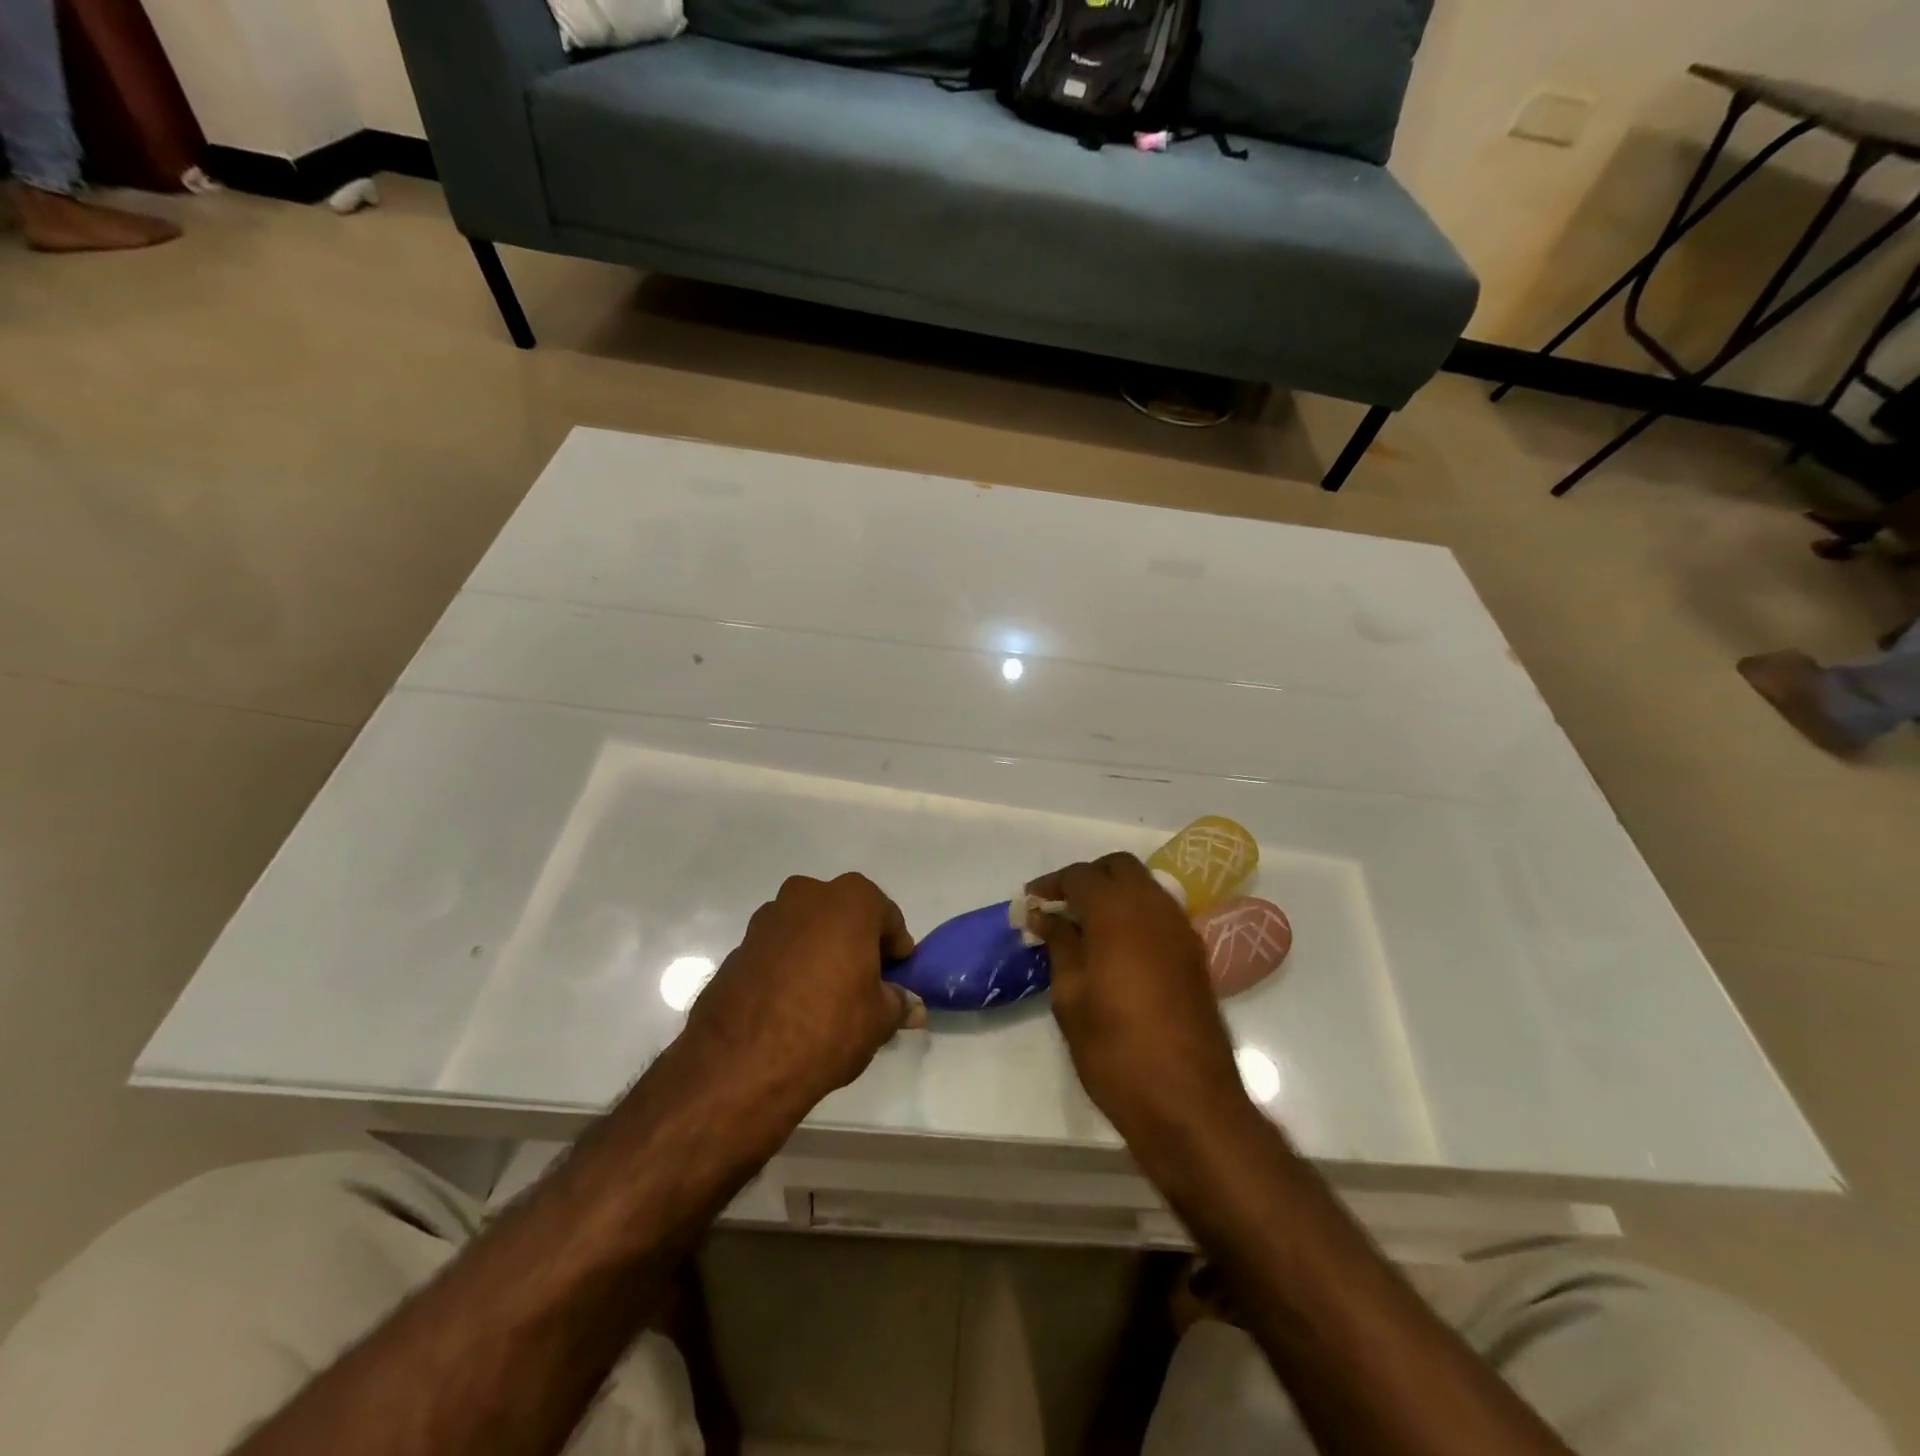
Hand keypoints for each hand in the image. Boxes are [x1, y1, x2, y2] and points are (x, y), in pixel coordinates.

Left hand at [681, 874, 924, 1114]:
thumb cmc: (828, 1026)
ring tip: (826, 994)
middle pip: (844, 914)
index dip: (896, 946)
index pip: (886, 916)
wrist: (741, 1063)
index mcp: (850, 901)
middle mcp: (807, 896)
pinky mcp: (739, 947)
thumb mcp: (878, 1020)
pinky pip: (778, 949)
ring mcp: (767, 919)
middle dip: (856, 941)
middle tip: (864, 981)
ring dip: (820, 949)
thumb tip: (912, 1006)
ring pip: (807, 928)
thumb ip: (898, 1003)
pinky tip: (793, 1002)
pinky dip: (790, 964)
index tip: (898, 975)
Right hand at [1026, 854, 1247, 1145]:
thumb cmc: (1115, 1049)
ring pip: (1144, 886)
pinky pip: (1160, 913)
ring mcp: (1180, 929)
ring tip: (1084, 927)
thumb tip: (1045, 915)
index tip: (1031, 902)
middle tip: (1060, 907)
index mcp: (1118, 912)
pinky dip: (1135, 914)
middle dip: (1087, 878)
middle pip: (1119, 867)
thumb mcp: (1071, 996)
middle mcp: (1154, 908)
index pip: (1081, 875)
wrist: (1187, 1101)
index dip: (1052, 884)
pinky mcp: (1194, 954)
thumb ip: (1060, 944)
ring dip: (1114, 893)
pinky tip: (1116, 947)